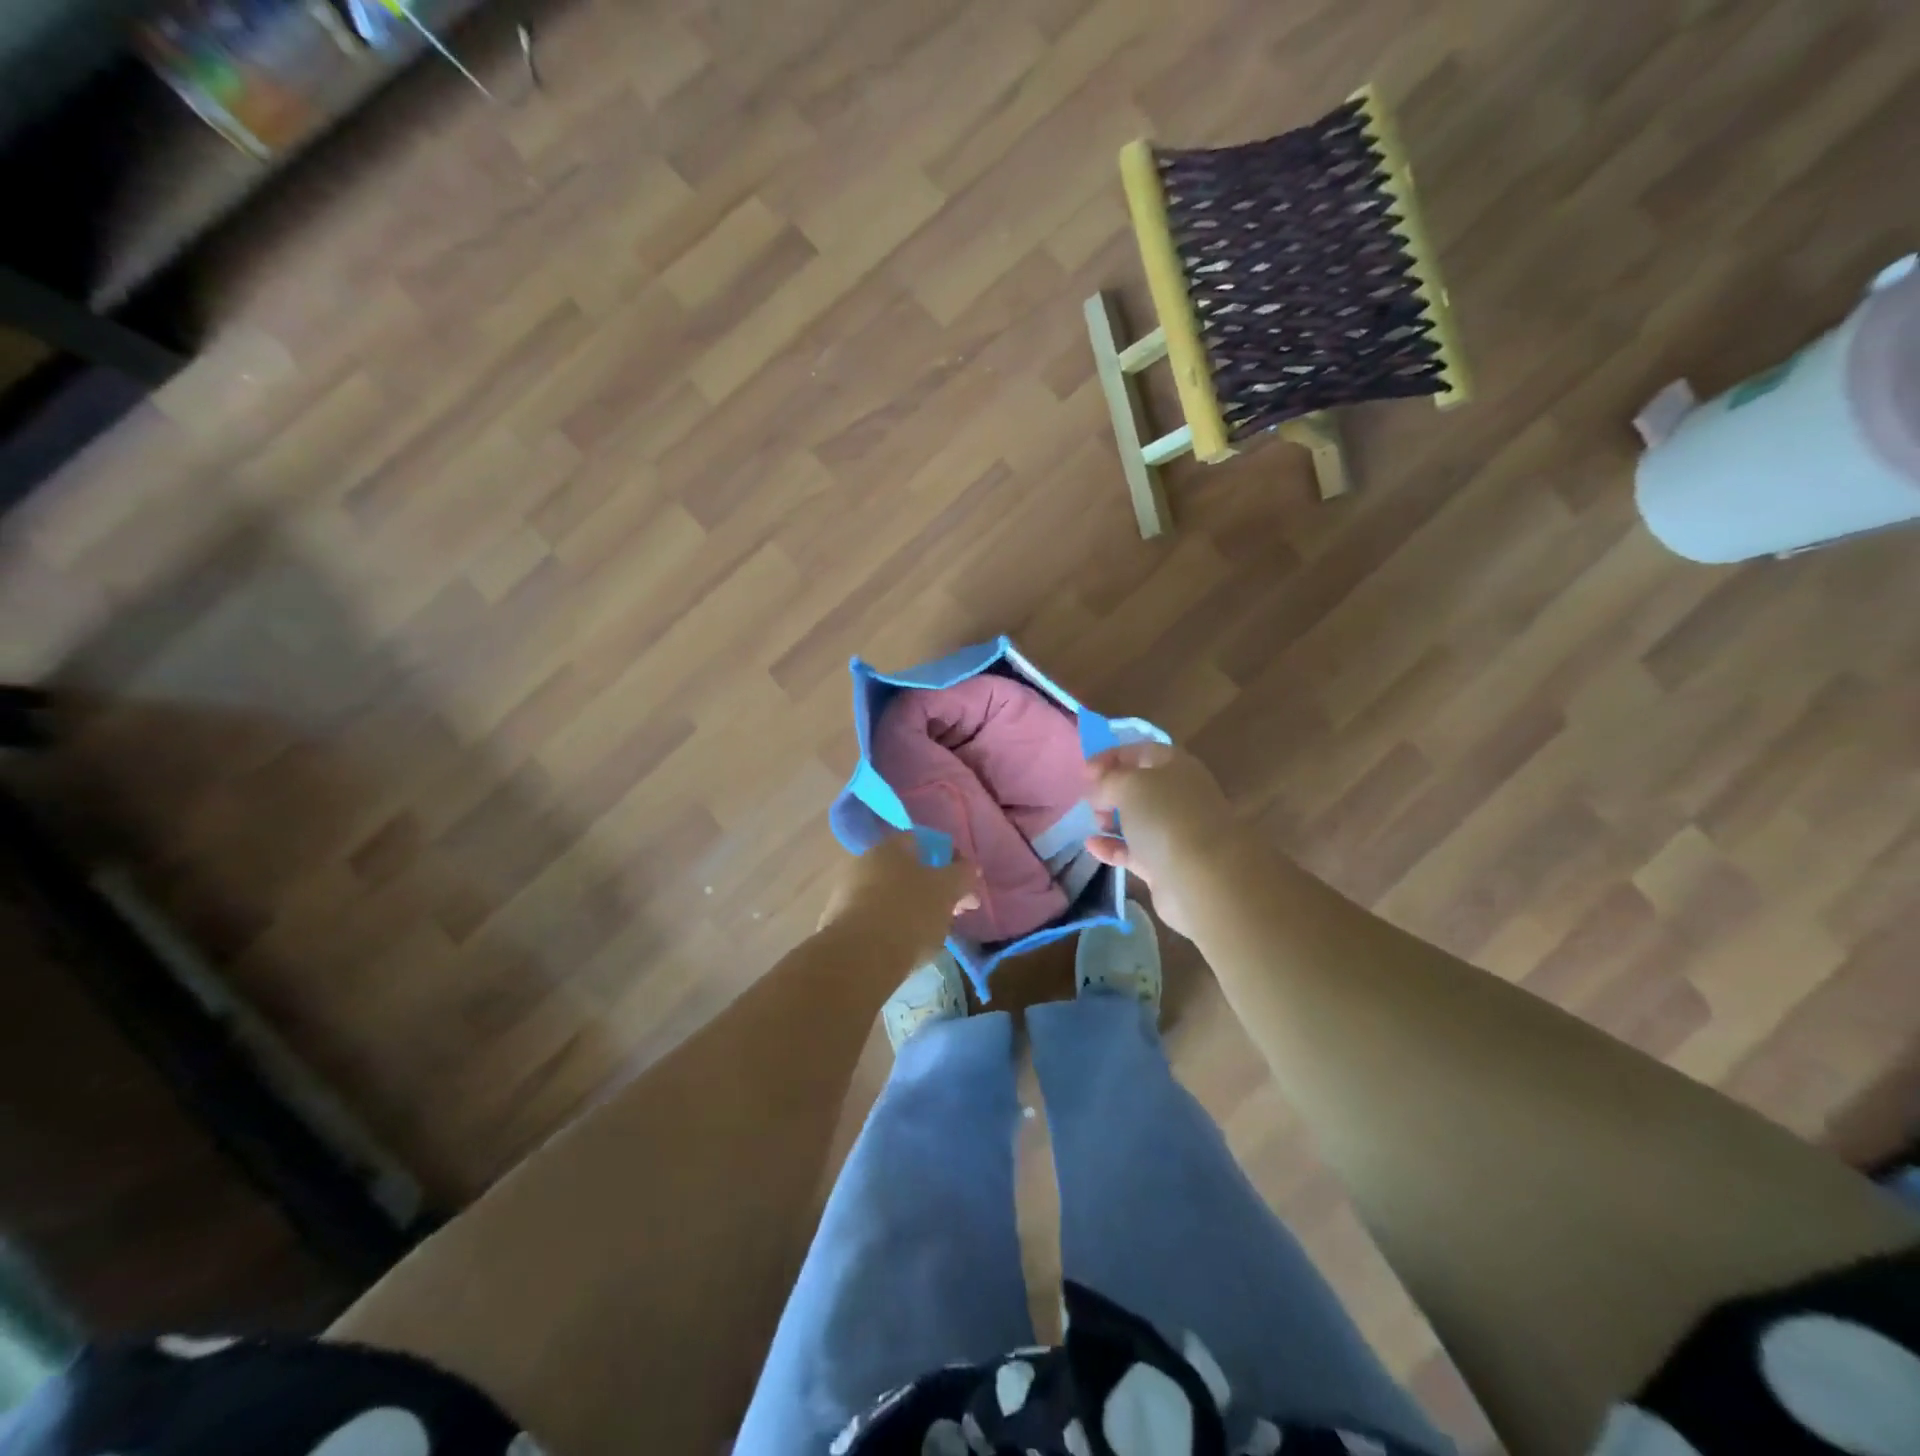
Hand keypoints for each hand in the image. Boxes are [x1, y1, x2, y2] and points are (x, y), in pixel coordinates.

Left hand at [818, 833, 979, 958]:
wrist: (857, 959)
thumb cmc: (908, 914)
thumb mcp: (946, 892)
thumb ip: (962, 875)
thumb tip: (969, 867)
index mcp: (891, 846)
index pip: (925, 842)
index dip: (950, 861)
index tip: (965, 887)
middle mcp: (865, 861)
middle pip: (907, 871)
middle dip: (932, 889)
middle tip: (952, 913)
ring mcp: (847, 892)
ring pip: (890, 896)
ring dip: (911, 909)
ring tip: (930, 936)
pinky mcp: (838, 924)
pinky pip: (875, 919)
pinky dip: (891, 929)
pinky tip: (903, 948)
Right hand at [1083, 742, 1239, 937]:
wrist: (1202, 878)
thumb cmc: (1166, 818)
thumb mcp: (1129, 785)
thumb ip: (1106, 781)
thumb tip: (1096, 789)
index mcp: (1177, 767)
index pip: (1141, 751)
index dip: (1111, 757)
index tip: (1084, 772)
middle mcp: (1180, 796)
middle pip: (1140, 786)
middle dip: (1111, 790)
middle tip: (1089, 799)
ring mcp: (1175, 831)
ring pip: (1138, 819)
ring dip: (1112, 818)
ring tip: (1094, 822)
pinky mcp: (1166, 864)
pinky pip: (1134, 850)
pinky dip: (1113, 847)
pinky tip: (1092, 846)